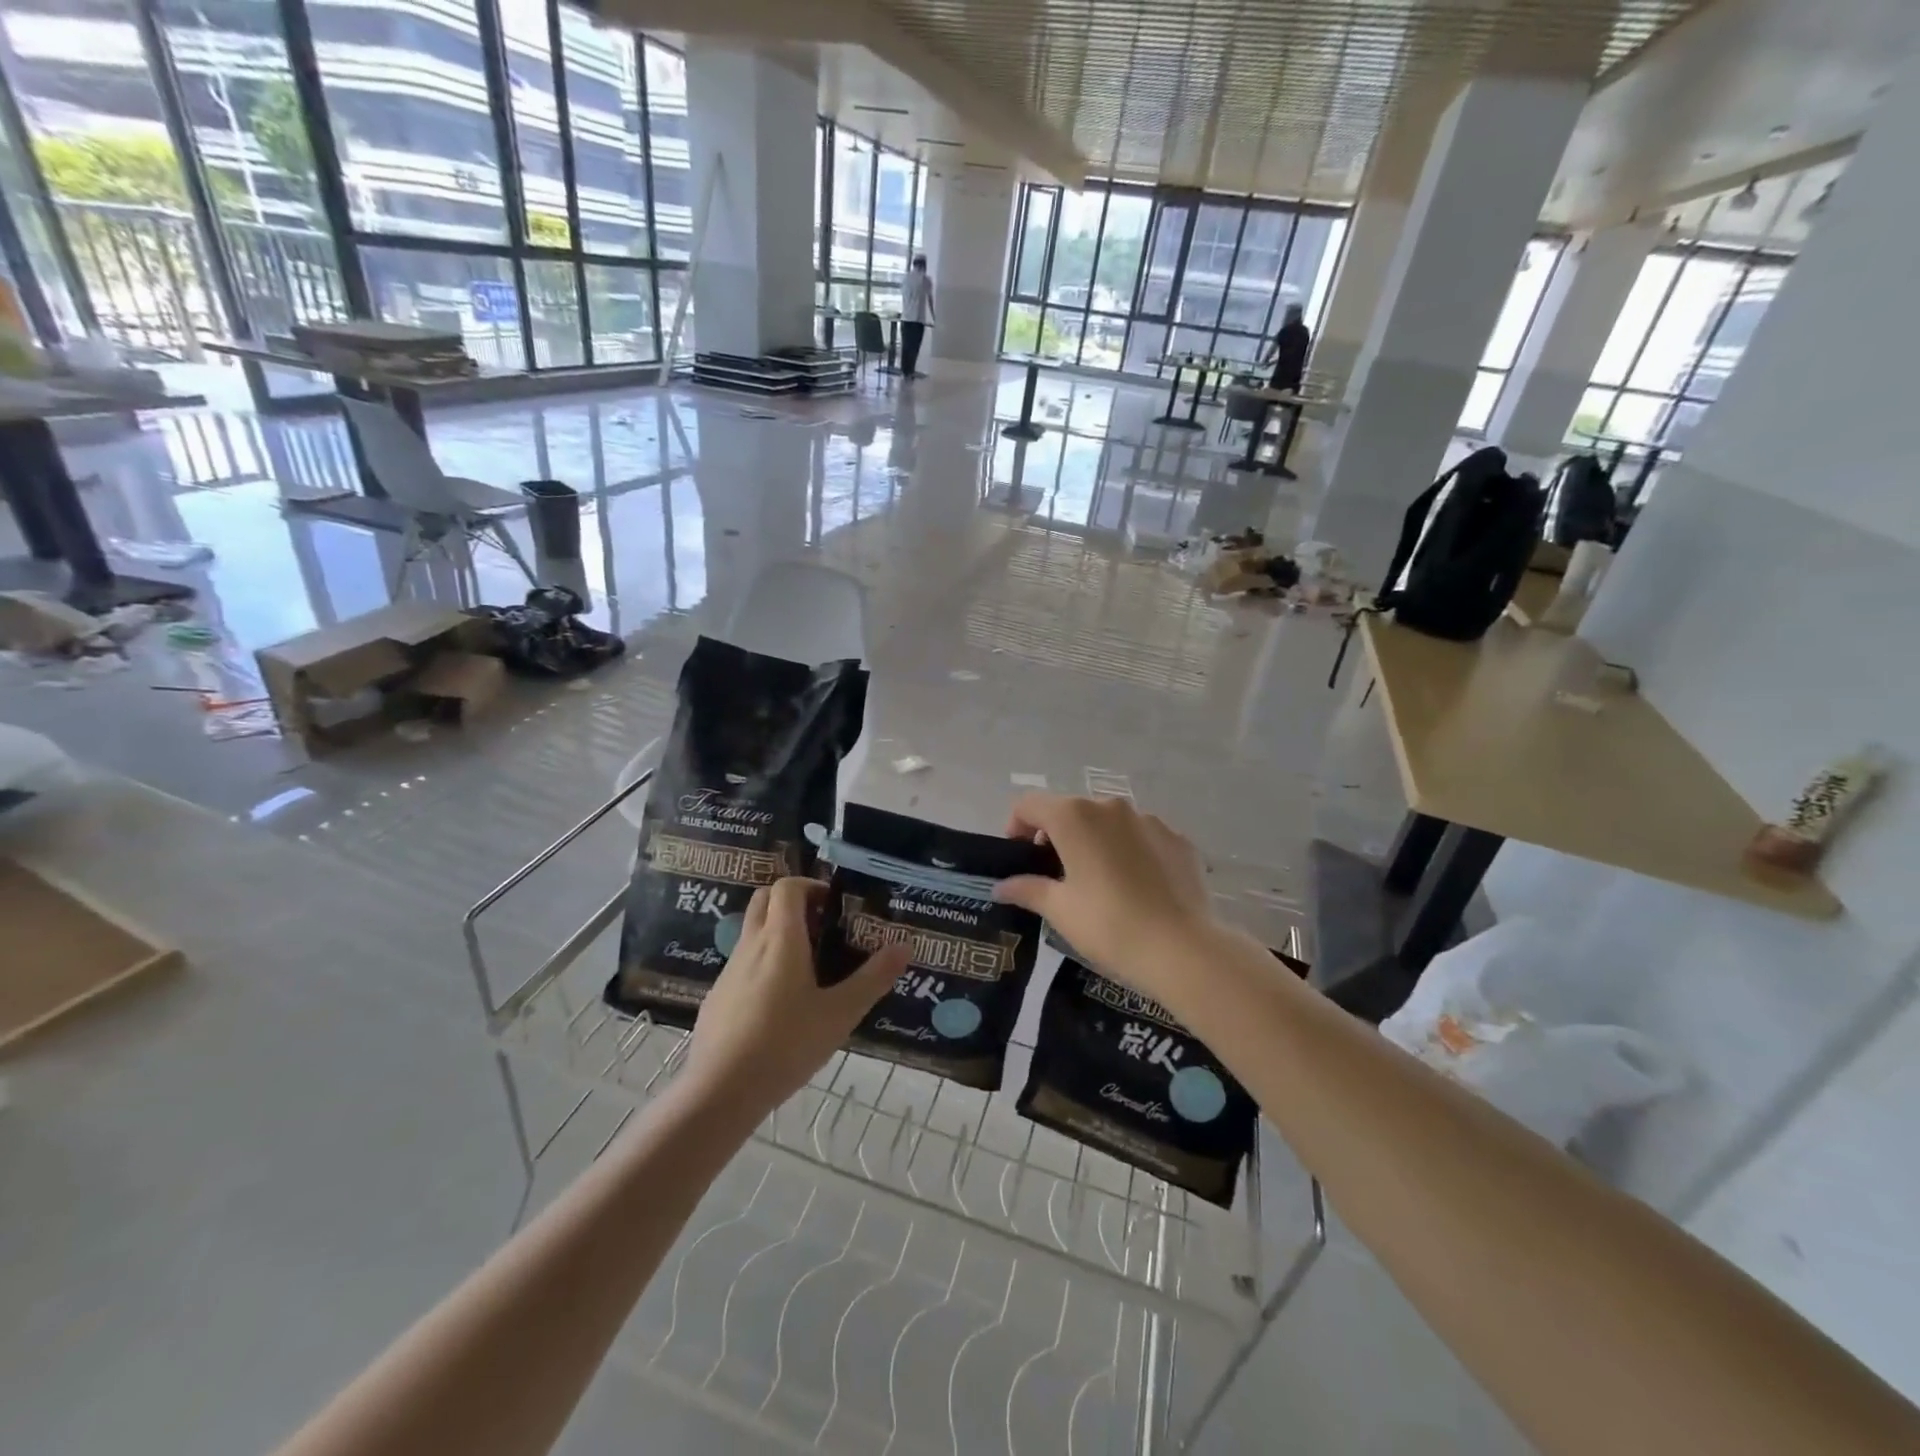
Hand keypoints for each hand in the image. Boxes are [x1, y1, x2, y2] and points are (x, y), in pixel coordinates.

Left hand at [682, 878, 907, 1119]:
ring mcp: (729, 971)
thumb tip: (905, 946)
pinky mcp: (717, 998)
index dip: (811, 886)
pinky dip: (762, 966)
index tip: (834, 905)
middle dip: (792, 902)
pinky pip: (742, 966)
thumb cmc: (786, 1045)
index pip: (787, 887)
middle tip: (821, 927)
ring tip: (808, 969)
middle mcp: (751, 945)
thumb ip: (873, 978)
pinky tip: (779, 1006)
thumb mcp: (840, 1014)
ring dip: (777, 934)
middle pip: (764, 900)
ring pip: (752, 933)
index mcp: (781, 939)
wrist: (719, 1092)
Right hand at [992, 794, 1221, 1008]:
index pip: (1030, 804)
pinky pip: (1142, 837)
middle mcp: (1110, 806)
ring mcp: (1149, 820)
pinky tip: (1136, 887)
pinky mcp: (1178, 839)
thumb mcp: (1060, 910)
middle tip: (1055, 875)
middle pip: (1070, 810)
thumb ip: (1027, 889)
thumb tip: (1000, 886)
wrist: (1183, 949)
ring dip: (1095, 841)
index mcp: (1074, 817)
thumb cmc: (1109, 925)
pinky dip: (1130, 852)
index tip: (1019, 857)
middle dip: (1056, 835)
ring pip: (1109, 822)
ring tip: (1099, 882)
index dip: (1016, 826)